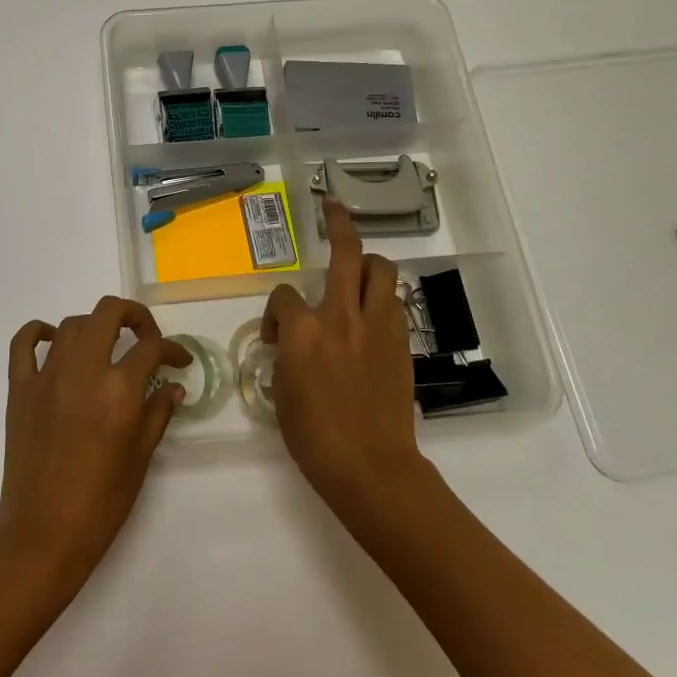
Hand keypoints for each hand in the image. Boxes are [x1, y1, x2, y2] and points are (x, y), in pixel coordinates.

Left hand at [0, 297, 190, 586]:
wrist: (43, 535)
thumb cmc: (101, 503)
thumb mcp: (140, 458)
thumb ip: (158, 413)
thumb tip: (173, 386)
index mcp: (118, 390)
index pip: (151, 348)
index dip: (172, 349)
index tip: (179, 362)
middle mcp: (83, 371)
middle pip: (108, 313)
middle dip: (134, 316)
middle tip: (145, 337)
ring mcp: (46, 376)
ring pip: (72, 324)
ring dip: (94, 327)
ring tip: (106, 348)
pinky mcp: (19, 389)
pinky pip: (24, 343)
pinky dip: (39, 332)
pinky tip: (53, 340)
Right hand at [262, 200, 423, 513]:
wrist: (371, 467)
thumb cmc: (315, 438)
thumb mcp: (282, 393)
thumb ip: (286, 355)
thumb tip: (293, 344)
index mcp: (303, 331)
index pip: (283, 296)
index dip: (275, 312)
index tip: (276, 338)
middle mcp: (341, 317)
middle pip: (346, 254)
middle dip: (339, 225)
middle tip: (333, 208)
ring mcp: (377, 327)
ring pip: (381, 270)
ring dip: (368, 264)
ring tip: (358, 272)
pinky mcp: (401, 343)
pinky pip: (392, 303)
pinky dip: (382, 299)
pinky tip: (373, 315)